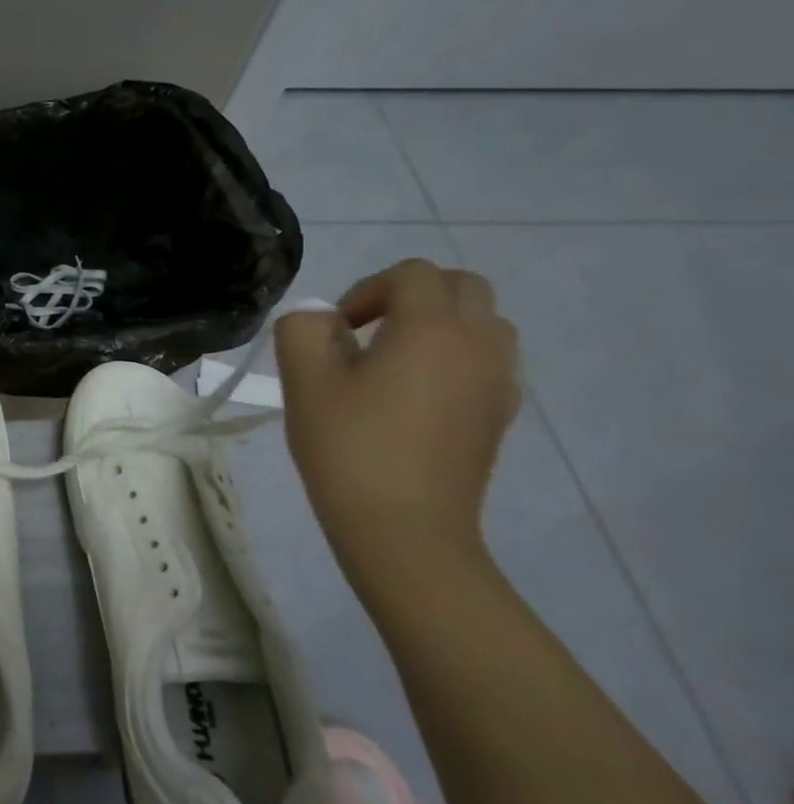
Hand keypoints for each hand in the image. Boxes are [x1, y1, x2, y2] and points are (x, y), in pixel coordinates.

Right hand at [274, 258, 519, 590]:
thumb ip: (303, 328)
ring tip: (392, 358)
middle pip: (462, 286)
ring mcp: (499, 381)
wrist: (405, 528)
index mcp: (431, 329)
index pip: (412, 274)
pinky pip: (489, 359)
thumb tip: (322, 320)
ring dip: (439, 322)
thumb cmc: (350, 446)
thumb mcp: (304, 379)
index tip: (336, 329)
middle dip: (411, 294)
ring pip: (483, 321)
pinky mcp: (500, 413)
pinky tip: (416, 392)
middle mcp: (478, 344)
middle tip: (366, 330)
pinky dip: (456, 355)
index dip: (366, 289)